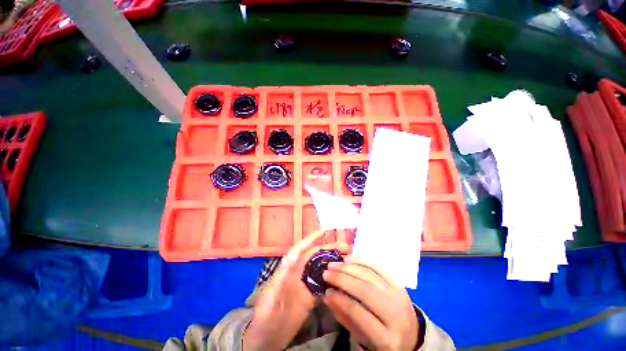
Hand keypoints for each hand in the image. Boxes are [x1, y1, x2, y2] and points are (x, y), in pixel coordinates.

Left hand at [243, 230, 350, 350]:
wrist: (266, 338)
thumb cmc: (264, 317)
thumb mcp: (269, 298)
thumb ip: (279, 280)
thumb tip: (289, 261)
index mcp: (287, 270)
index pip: (300, 250)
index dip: (311, 239)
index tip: (324, 232)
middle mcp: (298, 273)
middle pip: (314, 257)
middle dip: (329, 249)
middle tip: (347, 248)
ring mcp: (305, 285)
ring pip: (321, 268)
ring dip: (333, 262)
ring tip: (348, 259)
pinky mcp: (310, 297)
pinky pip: (323, 284)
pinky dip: (333, 279)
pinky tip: (343, 278)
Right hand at [323, 260, 419, 349]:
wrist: (412, 336)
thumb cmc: (384, 341)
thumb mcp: (363, 339)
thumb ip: (345, 318)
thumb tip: (327, 295)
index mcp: (388, 338)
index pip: (359, 313)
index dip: (340, 299)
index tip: (326, 291)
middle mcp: (396, 314)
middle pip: (366, 289)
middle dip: (342, 278)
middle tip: (326, 272)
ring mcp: (400, 295)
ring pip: (371, 274)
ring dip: (350, 266)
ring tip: (335, 264)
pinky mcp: (400, 283)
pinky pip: (379, 266)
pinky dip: (363, 260)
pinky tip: (350, 259)